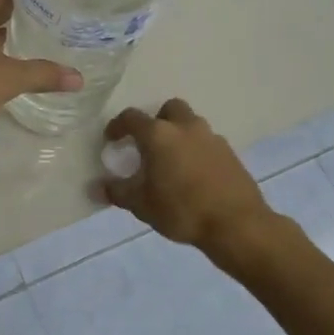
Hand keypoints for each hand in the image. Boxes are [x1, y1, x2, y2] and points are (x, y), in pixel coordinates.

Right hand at [100, 99, 273, 254]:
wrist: (236, 225)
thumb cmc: (181, 210)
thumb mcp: (141, 205)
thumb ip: (117, 192)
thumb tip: (97, 187)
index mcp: (159, 135)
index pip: (132, 118)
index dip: (118, 126)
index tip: (111, 140)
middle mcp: (186, 128)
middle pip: (169, 109)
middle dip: (156, 120)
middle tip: (148, 144)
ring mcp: (212, 138)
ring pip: (191, 124)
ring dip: (179, 135)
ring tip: (171, 162)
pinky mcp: (230, 153)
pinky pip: (207, 143)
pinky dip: (196, 151)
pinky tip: (193, 176)